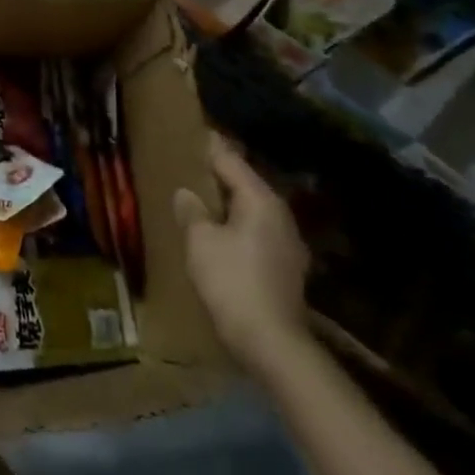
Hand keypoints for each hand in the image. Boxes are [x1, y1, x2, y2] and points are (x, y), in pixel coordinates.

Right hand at [175, 134, 310, 379]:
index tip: (194, 133)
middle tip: (190, 165)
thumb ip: (192, 211)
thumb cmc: (232, 281)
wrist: (271, 341)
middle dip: (219, 175)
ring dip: (227, 202)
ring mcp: (287, 242)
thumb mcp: (200, 241)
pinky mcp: (285, 266)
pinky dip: (236, 224)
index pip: (231, 162)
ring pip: (251, 209)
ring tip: (200, 198)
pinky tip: (218, 233)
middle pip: (245, 184)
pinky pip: (255, 231)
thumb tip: (187, 193)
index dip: (210, 147)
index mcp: (261, 201)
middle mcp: (280, 215)